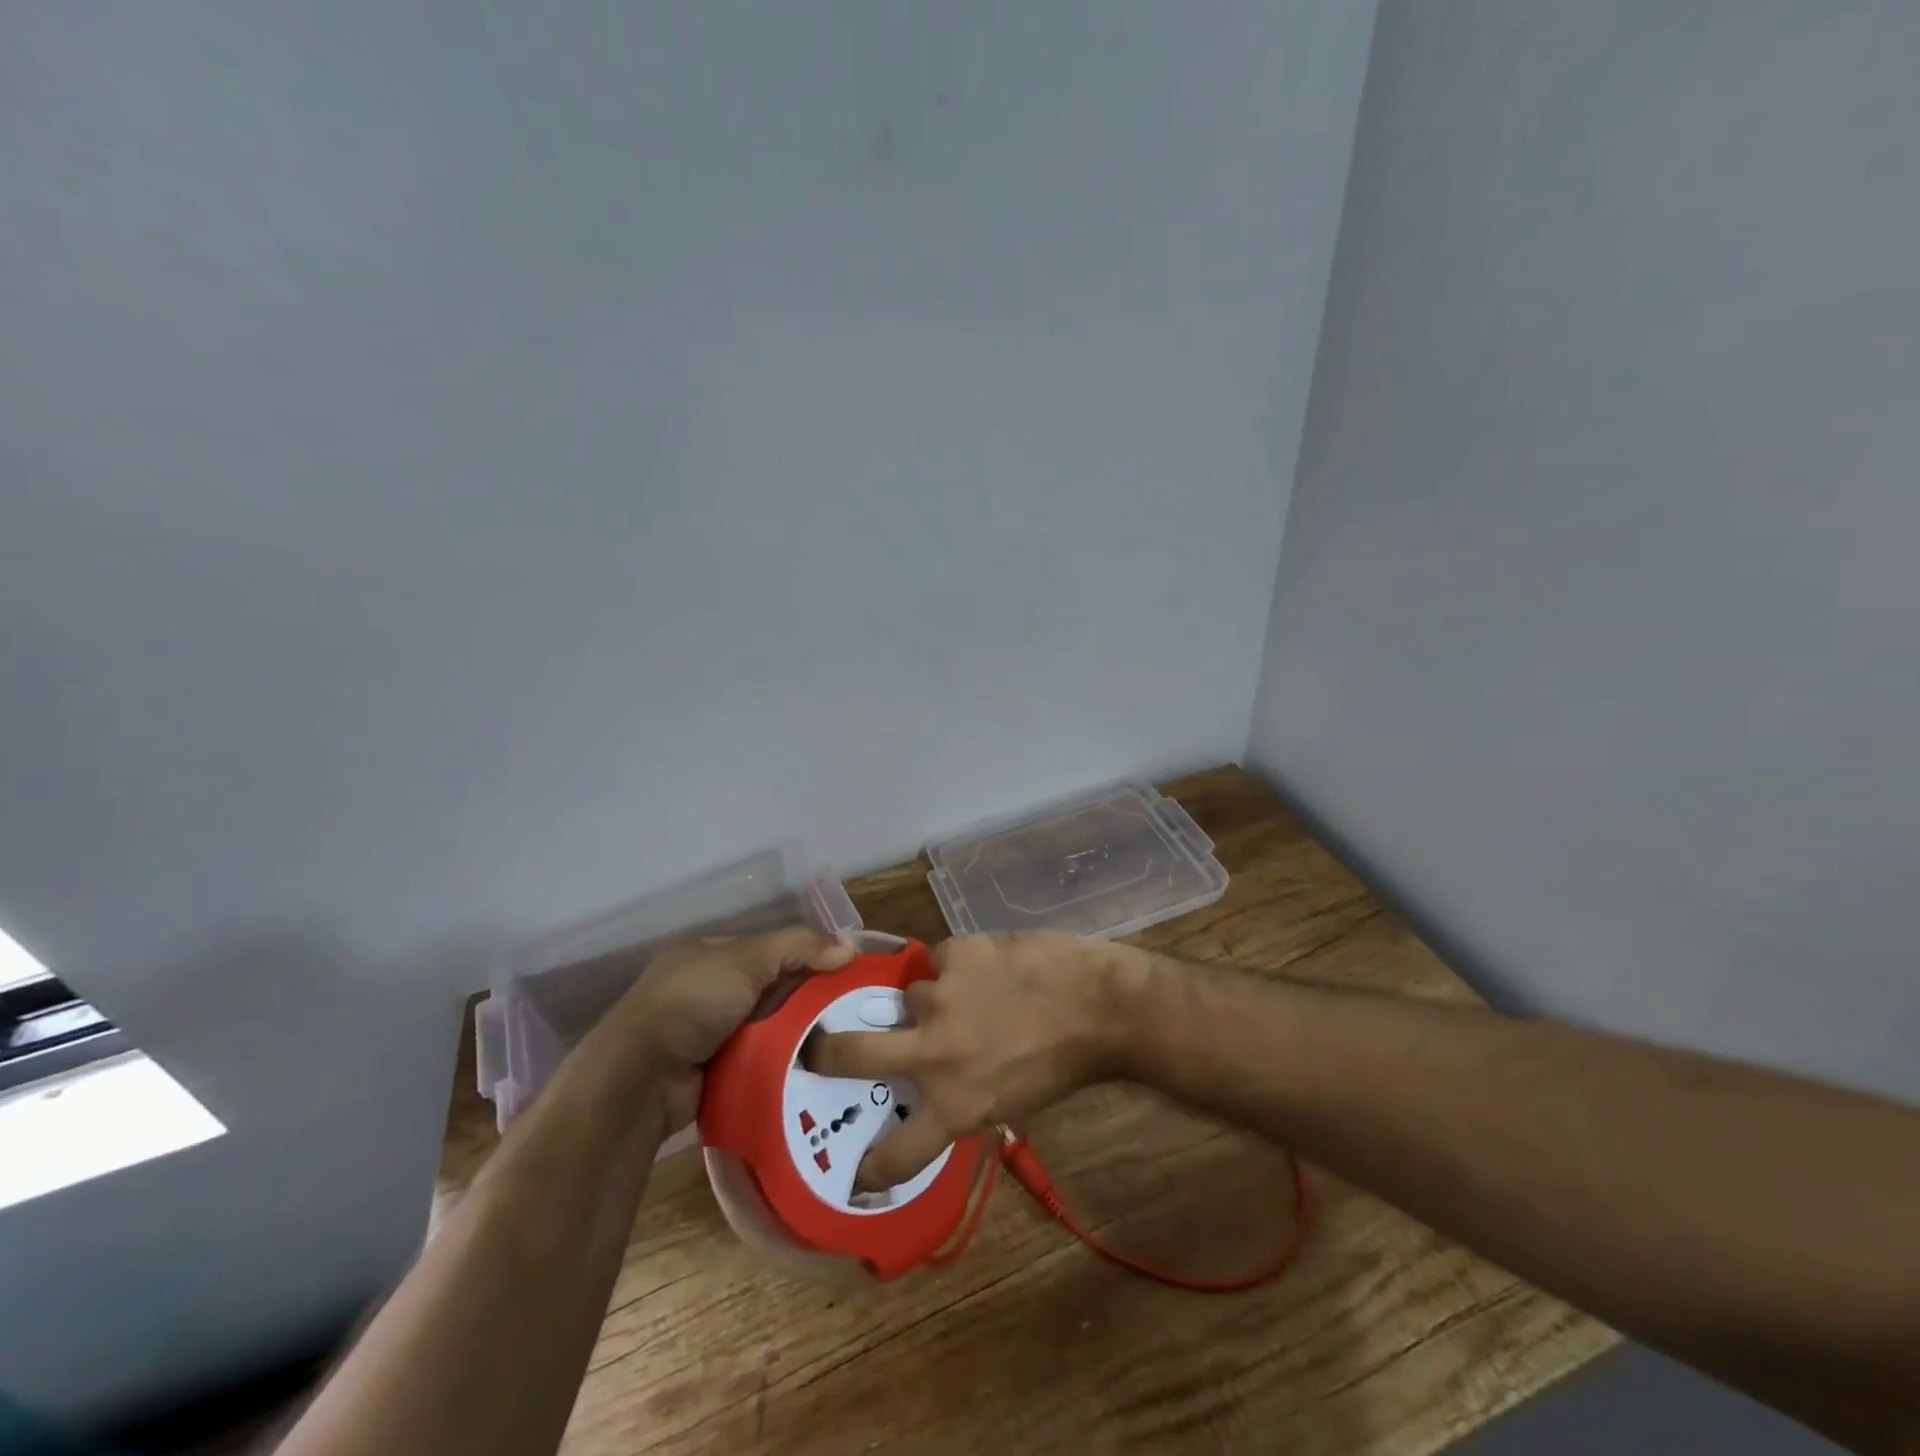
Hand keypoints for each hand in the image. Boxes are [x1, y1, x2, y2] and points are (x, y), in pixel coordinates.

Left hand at [611, 926, 855, 1130]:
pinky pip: (758, 1062)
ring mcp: (708, 1034)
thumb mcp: (748, 960)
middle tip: (852, 1013)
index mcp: (710, 955)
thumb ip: (798, 947)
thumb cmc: (692, 1003)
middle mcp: (708, 990)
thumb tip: (849, 945)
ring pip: (768, 1028)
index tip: (845, 972)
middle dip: (806, 1001)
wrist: (641, 1078)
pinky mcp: (713, 1073)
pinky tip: (815, 1069)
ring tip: (843, 1044)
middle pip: (772, 990)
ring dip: (796, 1036)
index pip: (770, 949)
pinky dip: (780, 1064)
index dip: (807, 956)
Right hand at [804, 931, 1136, 1190]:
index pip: (894, 1154)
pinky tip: (989, 966)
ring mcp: (941, 998)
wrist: (1101, 1006)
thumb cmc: (1063, 1064)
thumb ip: (963, 1099)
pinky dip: (958, 965)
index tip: (852, 1172)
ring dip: (929, 998)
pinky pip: (940, 959)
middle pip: (849, 1053)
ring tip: (966, 992)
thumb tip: (934, 1089)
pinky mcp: (958, 953)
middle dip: (824, 1051)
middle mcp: (935, 1055)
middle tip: (815, 1045)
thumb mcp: (1010, 1103)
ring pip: (908, 994)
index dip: (868, 1168)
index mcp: (953, 1107)